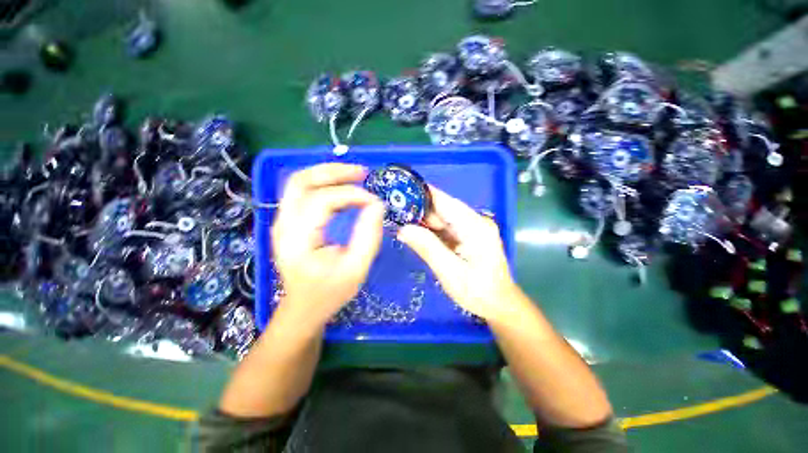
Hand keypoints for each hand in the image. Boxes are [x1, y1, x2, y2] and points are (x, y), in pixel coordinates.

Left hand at [271, 163, 383, 330]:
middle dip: (334, 171)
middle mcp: (284, 224)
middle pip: (301, 180)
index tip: (375, 202)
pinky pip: (303, 192)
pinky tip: (343, 189)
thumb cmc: (329, 293)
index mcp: (297, 238)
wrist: (303, 308)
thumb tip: (377, 206)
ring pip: (299, 182)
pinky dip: (324, 184)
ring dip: (327, 173)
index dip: (352, 195)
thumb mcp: (356, 269)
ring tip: (355, 176)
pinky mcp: (289, 222)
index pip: (323, 200)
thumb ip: (368, 236)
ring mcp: (283, 221)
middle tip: (362, 173)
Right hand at [397, 186, 518, 321]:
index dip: (423, 193)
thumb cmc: (478, 292)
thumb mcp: (450, 272)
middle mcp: (475, 222)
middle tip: (394, 211)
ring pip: (442, 219)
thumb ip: (427, 247)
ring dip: (423, 221)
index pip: (445, 201)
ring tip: (400, 221)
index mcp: (474, 226)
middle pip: (443, 209)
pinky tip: (416, 233)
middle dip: (419, 210)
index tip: (401, 189)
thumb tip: (403, 229)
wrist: (499, 306)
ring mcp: (472, 229)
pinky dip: (431, 231)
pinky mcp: (468, 237)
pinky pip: (445, 229)